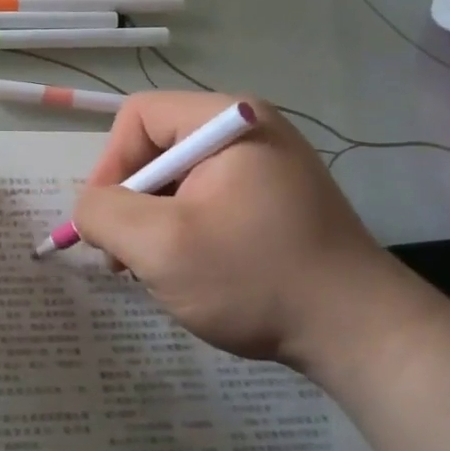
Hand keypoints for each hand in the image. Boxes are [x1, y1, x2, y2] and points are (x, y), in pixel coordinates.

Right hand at [72, 93, 418, 371]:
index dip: (109, 165)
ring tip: (158, 272)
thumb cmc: (255, 278)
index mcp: (229, 121)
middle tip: (125, 258)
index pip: (138, 116)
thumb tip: (89, 207)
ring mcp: (267, 167)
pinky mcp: (274, 201)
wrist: (360, 334)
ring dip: (155, 224)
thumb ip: (103, 213)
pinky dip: (185, 233)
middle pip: (157, 148)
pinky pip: (207, 201)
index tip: (106, 223)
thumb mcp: (160, 246)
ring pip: (178, 181)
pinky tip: (193, 273)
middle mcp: (251, 131)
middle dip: (132, 203)